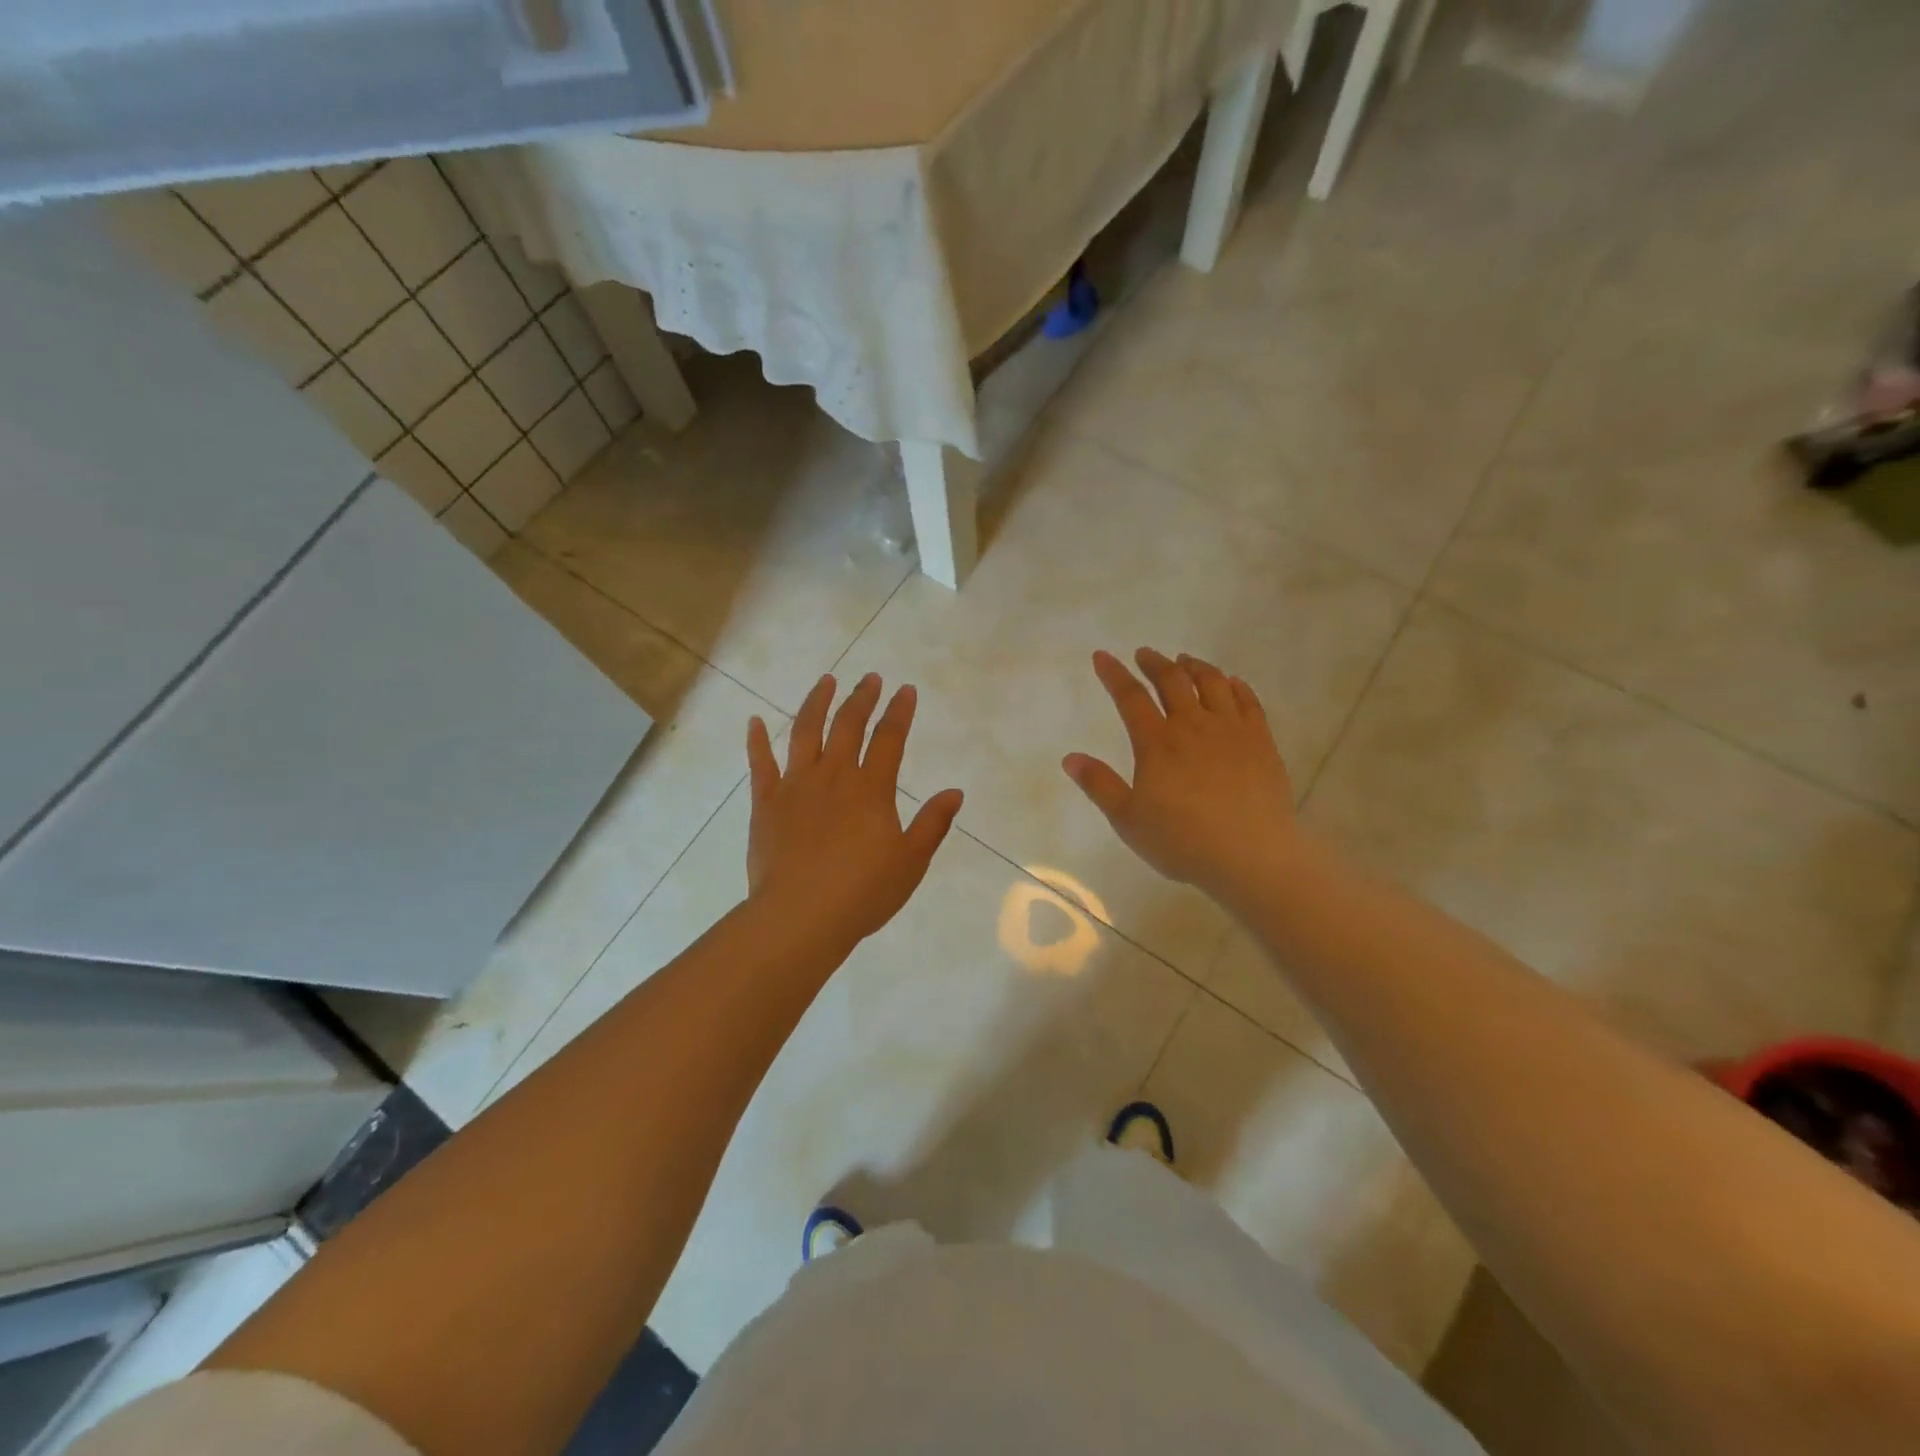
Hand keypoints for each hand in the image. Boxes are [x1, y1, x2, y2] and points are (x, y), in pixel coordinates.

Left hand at [746, 673, 963, 951]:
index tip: (905, 690)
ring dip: (816, 703)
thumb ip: (932, 823)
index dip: (899, 711)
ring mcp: (796, 786)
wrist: (801, 916)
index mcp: (871, 789)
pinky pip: (760, 764)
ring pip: (805, 732)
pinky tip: (754, 721)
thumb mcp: (911, 861)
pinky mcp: (766, 803)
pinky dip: (756, 740)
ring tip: (825, 681)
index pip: (889, 738)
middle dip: (861, 698)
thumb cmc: (863, 892)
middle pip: (848, 726)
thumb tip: (954, 792)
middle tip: (870, 678)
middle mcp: (834, 776)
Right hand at [1063, 648, 1296, 902]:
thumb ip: (1099, 785)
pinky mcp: (1261, 741)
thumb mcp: (1128, 819)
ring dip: (1195, 667)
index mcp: (1157, 743)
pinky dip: (1236, 686)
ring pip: (1212, 683)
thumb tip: (1070, 758)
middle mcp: (1193, 726)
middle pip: (1172, 681)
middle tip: (1145, 653)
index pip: (1130, 697)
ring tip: (1185, 661)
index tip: (1103, 656)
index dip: (1114, 674)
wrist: (1251, 856)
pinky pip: (1248, 701)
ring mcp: (1231, 730)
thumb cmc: (1182, 842)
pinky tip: (1231, 682)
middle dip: (1155, 663)